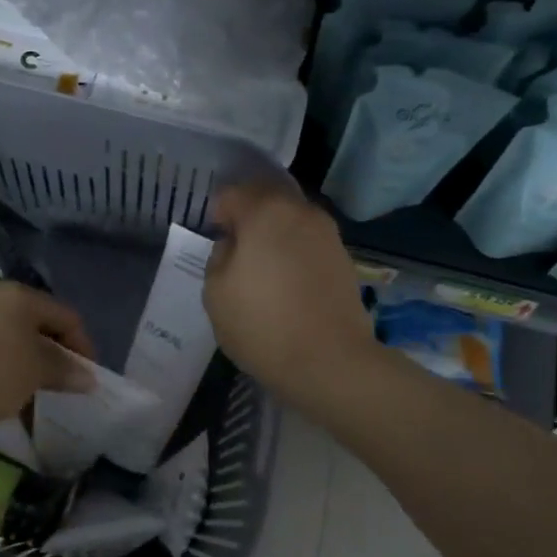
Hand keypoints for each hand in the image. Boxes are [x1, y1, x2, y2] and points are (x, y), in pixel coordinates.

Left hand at [0, 282, 96, 436]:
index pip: (66, 316)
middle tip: (67, 383)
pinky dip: (9, 366)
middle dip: (57, 354)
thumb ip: (65, 369)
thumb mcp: (36, 371)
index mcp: (19, 296)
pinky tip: (11, 391)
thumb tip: (88, 377)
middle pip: (39, 324)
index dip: (83, 346)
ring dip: (33, 363)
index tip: (89, 377)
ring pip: (15, 338)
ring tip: (41, 390)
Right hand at [205, 183, 374, 412]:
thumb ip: (219, 257)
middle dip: (247, 218)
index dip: (217, 213)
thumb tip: (234, 246)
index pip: (232, 194)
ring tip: (261, 268)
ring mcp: (328, 235)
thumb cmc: (262, 324)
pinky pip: (308, 244)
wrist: (329, 362)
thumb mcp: (216, 292)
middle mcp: (301, 212)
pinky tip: (286, 282)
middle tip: (234, 249)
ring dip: (273, 235)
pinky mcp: (344, 260)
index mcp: (265, 211)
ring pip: (291, 221)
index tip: (213, 239)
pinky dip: (293, 253)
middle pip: (266, 200)